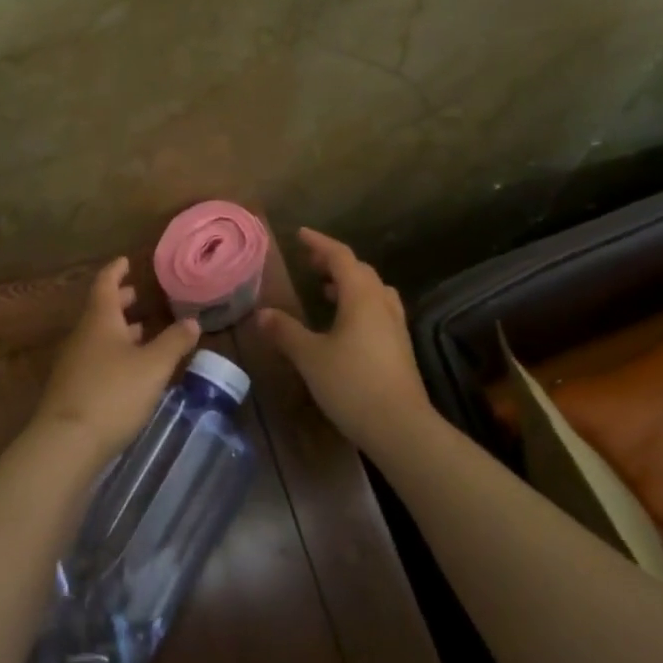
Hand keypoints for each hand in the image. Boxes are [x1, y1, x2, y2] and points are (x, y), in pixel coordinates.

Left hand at [35, 258, 200, 463]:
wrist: (66, 443)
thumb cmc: (113, 393)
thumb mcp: (153, 366)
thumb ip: (174, 342)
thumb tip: (192, 321)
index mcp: (100, 320)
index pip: (105, 284)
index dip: (116, 271)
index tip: (126, 261)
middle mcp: (83, 335)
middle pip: (101, 310)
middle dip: (120, 301)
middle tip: (138, 295)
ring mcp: (73, 363)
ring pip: (98, 336)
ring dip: (118, 330)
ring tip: (142, 332)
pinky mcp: (72, 389)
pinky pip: (95, 359)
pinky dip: (113, 354)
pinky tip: (129, 370)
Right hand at [259, 228, 432, 448]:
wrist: (401, 427)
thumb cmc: (352, 384)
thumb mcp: (310, 357)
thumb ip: (285, 332)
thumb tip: (261, 313)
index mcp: (361, 296)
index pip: (339, 256)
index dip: (319, 243)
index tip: (300, 235)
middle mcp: (381, 303)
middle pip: (360, 270)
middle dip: (334, 262)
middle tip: (310, 263)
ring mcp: (395, 326)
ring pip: (373, 291)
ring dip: (350, 284)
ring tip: (327, 291)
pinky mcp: (400, 348)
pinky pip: (379, 311)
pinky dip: (359, 305)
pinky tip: (346, 325)